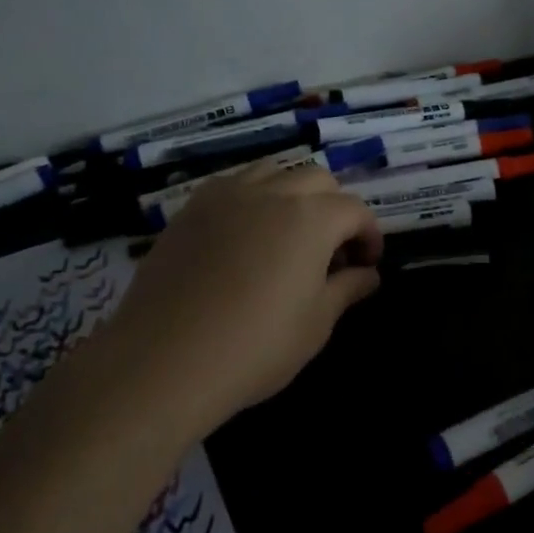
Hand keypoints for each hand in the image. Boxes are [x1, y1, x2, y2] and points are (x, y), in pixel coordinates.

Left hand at [103, 158, 382, 438]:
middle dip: (334, 208)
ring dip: (293, 193)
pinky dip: (252, 197)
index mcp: (312, 217)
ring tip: (288, 232)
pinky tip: (245, 233)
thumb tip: (369, 275)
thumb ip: (347, 289)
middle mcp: (273, 192)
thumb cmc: (255, 347)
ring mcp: (227, 195)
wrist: (164, 360)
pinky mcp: (192, 208)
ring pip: (275, 171)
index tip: (367, 264)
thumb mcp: (316, 324)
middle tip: (330, 250)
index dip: (369, 235)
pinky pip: (234, 184)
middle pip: (318, 180)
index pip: (355, 210)